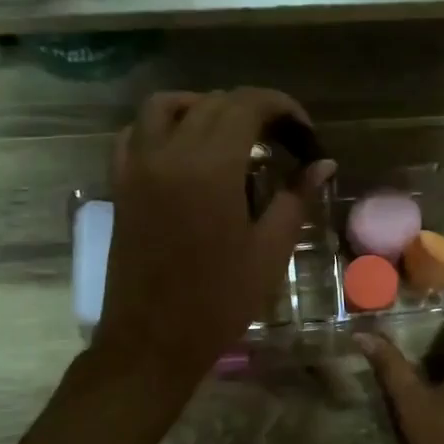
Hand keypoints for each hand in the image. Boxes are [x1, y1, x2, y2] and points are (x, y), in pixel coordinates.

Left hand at [94, 88, 334, 387]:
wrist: (153, 340)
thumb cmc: (219, 300)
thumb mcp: (270, 250)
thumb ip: (295, 197)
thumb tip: (323, 164)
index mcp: (210, 166)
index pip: (247, 105)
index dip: (282, 108)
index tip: (304, 134)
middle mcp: (168, 153)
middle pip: (212, 102)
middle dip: (253, 110)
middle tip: (281, 142)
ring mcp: (137, 166)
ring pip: (166, 107)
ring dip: (203, 107)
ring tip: (232, 135)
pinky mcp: (120, 185)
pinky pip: (135, 134)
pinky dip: (163, 127)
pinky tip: (185, 151)